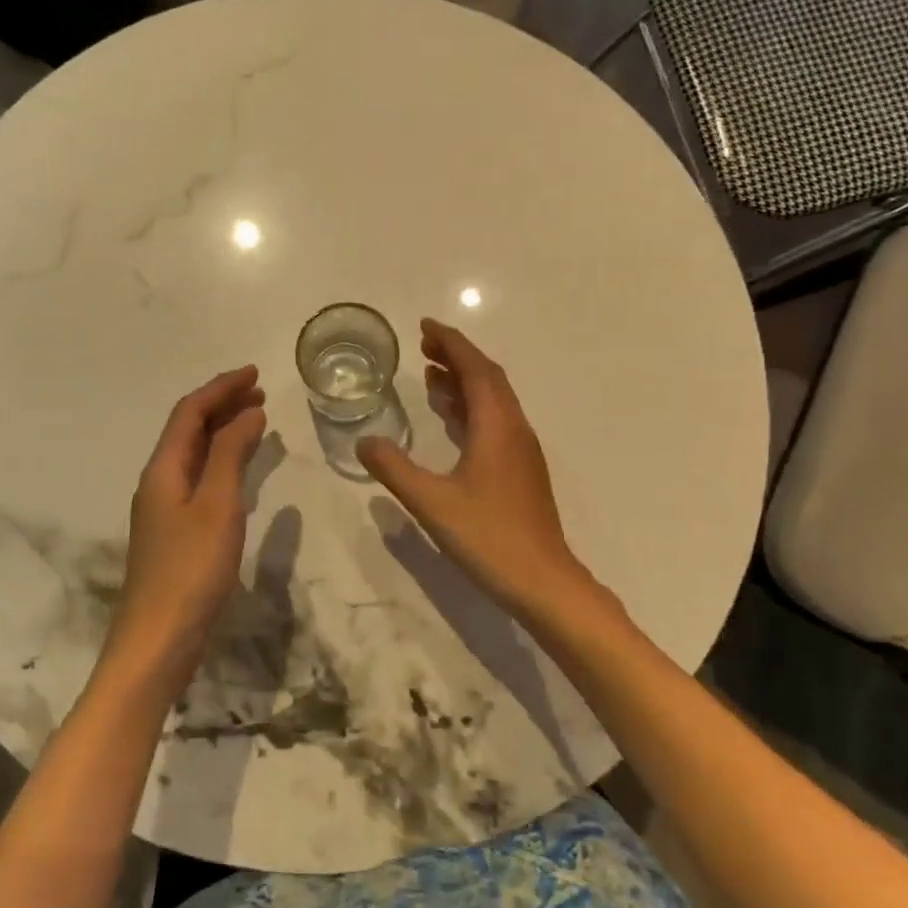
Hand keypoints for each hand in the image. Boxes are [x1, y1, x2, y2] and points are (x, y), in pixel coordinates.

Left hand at [105, 366, 267, 696]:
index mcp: (163, 468)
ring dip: (223, 431)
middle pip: (188, 429)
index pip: (190, 412)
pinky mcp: (174, 532)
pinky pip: (199, 478)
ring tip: (256, 421)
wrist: (158, 639)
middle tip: (260, 393)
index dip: (221, 388)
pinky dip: (222, 461)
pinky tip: (239, 470)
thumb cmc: (191, 568)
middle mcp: (158, 481)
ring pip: (194, 454)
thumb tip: (248, 413)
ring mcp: (164, 508)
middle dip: (222, 405)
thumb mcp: (217, 504)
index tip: (255, 373)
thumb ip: (230, 454)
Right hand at [357, 320, 591, 619]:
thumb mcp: (432, 502)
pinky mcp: (521, 471)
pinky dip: (470, 409)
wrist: (543, 582)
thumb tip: (364, 441)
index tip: (426, 326)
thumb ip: (395, 469)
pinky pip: (494, 422)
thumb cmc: (489, 537)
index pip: (475, 369)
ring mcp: (521, 451)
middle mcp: (514, 429)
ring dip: (463, 382)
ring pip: (493, 401)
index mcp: (497, 426)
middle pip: (488, 378)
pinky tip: (450, 421)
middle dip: (457, 357)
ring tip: (429, 375)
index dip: (451, 343)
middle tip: (423, 347)